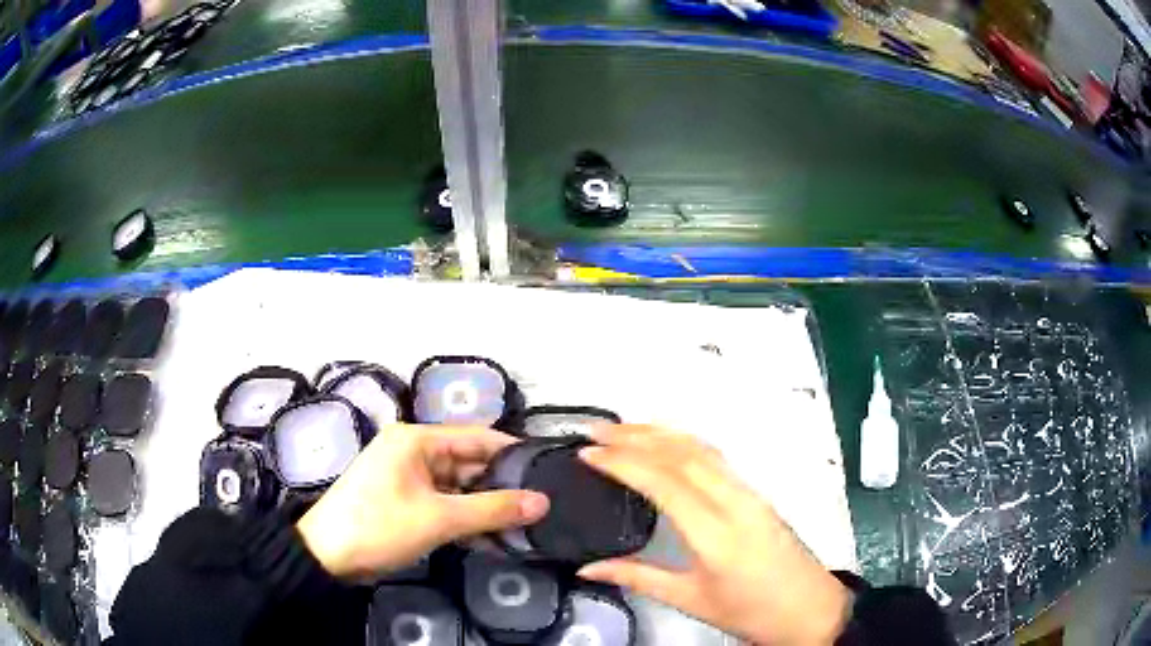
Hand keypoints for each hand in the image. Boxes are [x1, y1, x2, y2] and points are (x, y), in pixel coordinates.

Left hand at [297, 425, 549, 579]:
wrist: (327, 556)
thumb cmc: (380, 526)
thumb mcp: (439, 519)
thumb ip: (493, 510)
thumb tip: (543, 502)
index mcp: (416, 440)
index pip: (477, 437)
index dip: (512, 453)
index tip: (547, 470)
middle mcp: (413, 450)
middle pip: (468, 463)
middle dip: (501, 486)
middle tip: (541, 506)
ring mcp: (407, 476)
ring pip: (458, 486)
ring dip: (484, 506)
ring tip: (524, 525)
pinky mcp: (404, 499)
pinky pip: (443, 502)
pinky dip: (464, 517)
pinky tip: (491, 537)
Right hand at [577, 425, 851, 645]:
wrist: (810, 609)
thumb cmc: (751, 612)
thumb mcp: (691, 601)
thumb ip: (638, 578)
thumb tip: (588, 568)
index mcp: (715, 533)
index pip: (664, 482)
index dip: (623, 462)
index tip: (588, 453)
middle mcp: (734, 501)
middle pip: (682, 454)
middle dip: (635, 436)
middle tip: (595, 431)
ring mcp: (750, 492)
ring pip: (702, 449)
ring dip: (660, 433)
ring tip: (622, 428)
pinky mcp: (757, 494)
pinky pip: (716, 457)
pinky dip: (683, 442)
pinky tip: (666, 443)